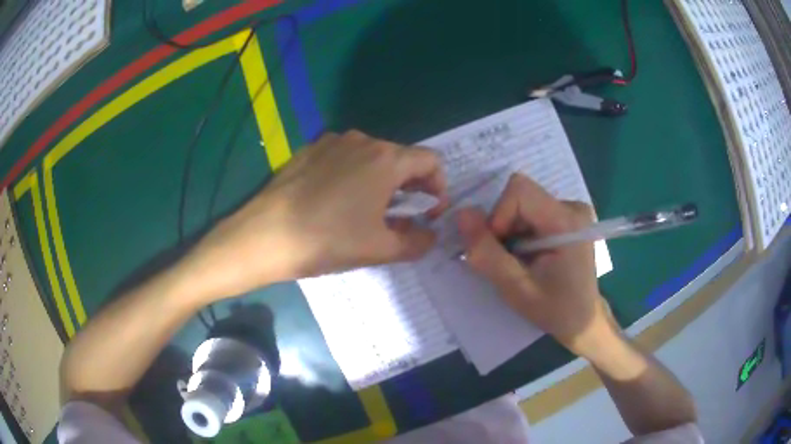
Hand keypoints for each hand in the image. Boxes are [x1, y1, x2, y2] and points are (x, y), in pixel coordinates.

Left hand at [184, 130, 448, 299]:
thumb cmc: (327, 241)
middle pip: (401, 159)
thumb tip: (430, 235)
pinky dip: (354, 177)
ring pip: (371, 158)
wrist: (264, 236)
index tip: (428, 213)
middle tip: (399, 219)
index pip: (431, 161)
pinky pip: (344, 159)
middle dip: (409, 188)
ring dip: (381, 183)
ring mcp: (332, 142)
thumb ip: (417, 242)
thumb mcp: (380, 249)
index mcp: (385, 159)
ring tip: (366, 213)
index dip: (438, 187)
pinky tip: (336, 203)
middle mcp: (362, 140)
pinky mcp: (309, 150)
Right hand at [456, 173, 612, 355]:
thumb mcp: (516, 289)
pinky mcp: (568, 218)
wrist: (584, 321)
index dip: (499, 215)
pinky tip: (528, 255)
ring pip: (523, 204)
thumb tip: (462, 214)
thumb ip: (487, 253)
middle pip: (520, 196)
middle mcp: (573, 207)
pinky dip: (520, 232)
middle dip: (503, 226)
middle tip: (506, 260)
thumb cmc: (555, 310)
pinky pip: (531, 211)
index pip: (520, 190)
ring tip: (519, 261)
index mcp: (567, 221)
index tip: (498, 249)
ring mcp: (573, 211)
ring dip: (510, 231)